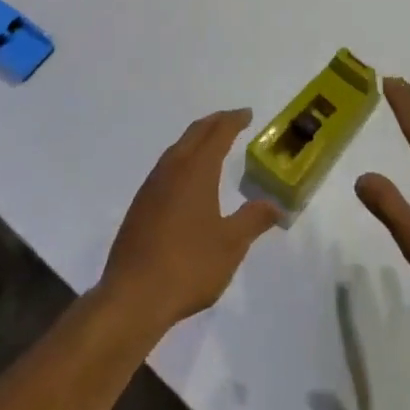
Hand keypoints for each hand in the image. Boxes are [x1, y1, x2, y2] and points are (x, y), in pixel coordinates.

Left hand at [100, 110, 281, 333]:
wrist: (133, 295)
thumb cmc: (189, 266)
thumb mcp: (231, 245)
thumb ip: (253, 219)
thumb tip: (276, 204)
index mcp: (196, 171)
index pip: (217, 134)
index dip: (233, 121)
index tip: (247, 114)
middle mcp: (171, 169)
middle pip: (194, 134)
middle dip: (214, 123)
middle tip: (232, 120)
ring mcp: (151, 187)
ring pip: (176, 149)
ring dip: (196, 140)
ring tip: (211, 144)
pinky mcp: (140, 206)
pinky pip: (165, 168)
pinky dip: (182, 159)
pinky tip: (186, 179)